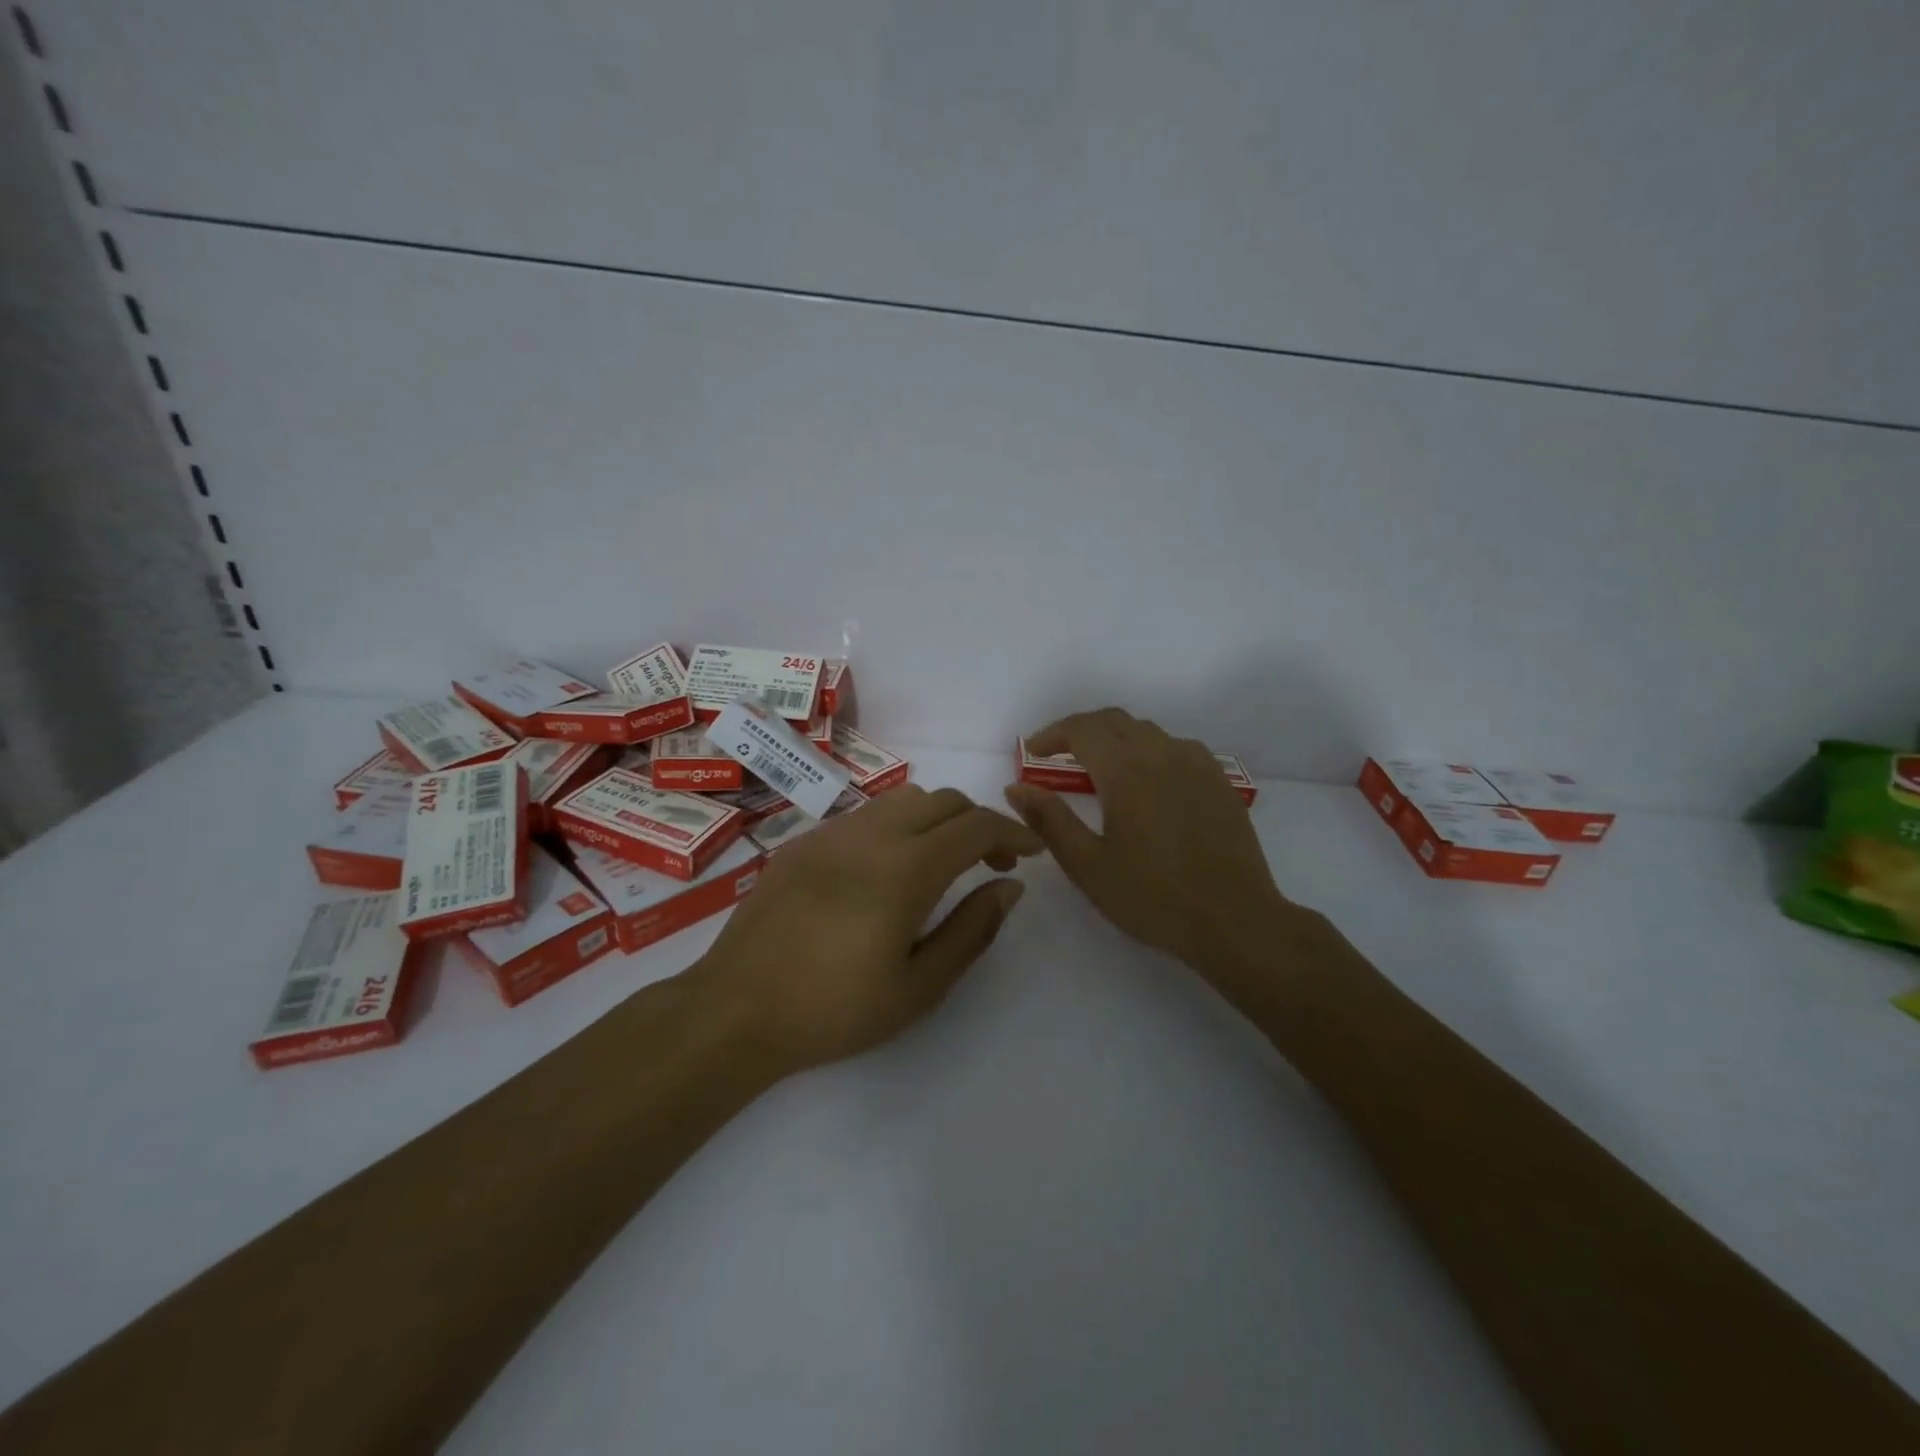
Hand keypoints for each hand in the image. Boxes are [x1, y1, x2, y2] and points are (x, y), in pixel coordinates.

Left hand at [694, 786, 1043, 1072]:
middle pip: (942, 800)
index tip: (1031, 851)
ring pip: (902, 800)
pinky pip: (864, 815)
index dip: (1012, 832)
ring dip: (936, 819)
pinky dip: (895, 827)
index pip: (976, 826)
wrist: (736, 1009)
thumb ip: (972, 929)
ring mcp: (831, 834)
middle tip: (990, 863)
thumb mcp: (919, 986)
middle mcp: (871, 836)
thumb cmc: (835, 1009)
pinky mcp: (802, 843)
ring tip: (940, 862)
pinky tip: (885, 871)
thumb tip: (1009, 886)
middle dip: (977, 822)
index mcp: (905, 869)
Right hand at [1004, 708, 1296, 981]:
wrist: (1234, 920)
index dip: (1052, 734)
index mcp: (1127, 771)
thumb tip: (1016, 788)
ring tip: (1100, 769)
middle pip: (1114, 721)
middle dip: (1080, 730)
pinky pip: (1177, 748)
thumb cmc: (1153, 897)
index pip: (1082, 729)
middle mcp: (1162, 755)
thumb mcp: (1089, 866)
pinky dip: (1150, 751)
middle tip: (1058, 756)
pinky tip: (1149, 782)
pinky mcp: (1219, 782)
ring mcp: (1197, 765)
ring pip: (1148, 731)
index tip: (1033, 753)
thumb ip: (1049, 821)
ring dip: (1116, 738)